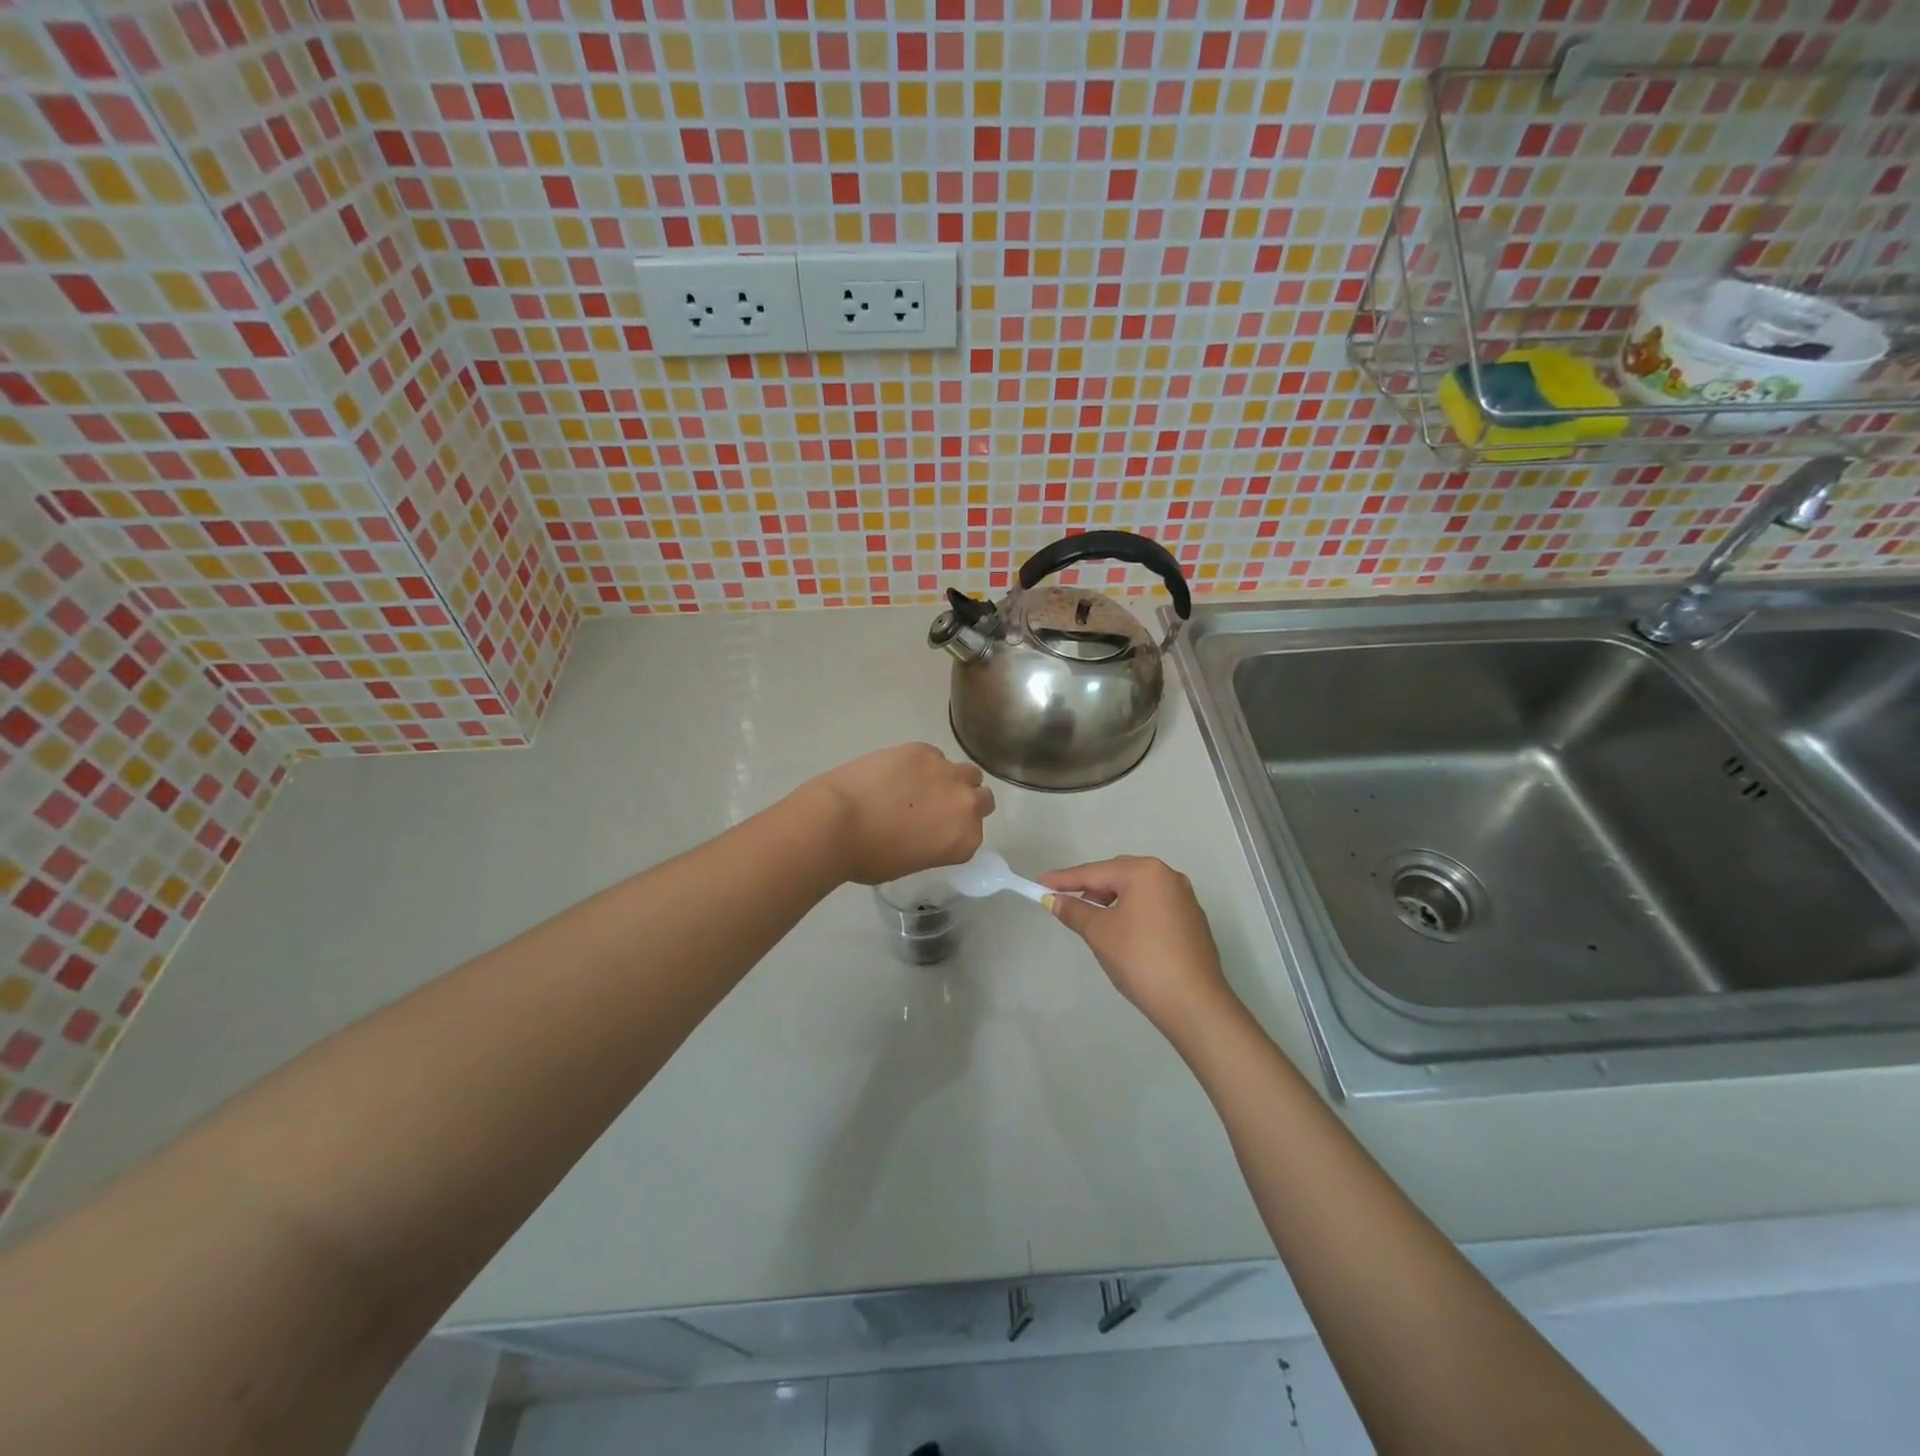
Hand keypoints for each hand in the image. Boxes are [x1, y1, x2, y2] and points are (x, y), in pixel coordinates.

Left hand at [807, 743, 994, 885]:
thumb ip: (933, 844)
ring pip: (965, 771)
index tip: (938, 830)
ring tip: (920, 784)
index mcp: (965, 840)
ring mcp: (946, 772)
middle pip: (982, 797)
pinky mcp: (923, 750)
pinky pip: (934, 755)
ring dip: (950, 778)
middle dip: (964, 801)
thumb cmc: (868, 857)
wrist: (837, 822)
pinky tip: (897, 771)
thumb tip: (926, 830)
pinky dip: (921, 763)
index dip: (956, 829)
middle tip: (936, 806)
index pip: (975, 831)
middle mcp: (966, 804)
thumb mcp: (910, 863)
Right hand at [1040, 856, 1238, 1040]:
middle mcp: (1168, 876)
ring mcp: (1184, 899)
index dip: (1064, 880)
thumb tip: (1054, 900)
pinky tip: (1122, 933)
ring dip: (1112, 902)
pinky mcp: (1191, 921)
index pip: (1095, 872)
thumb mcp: (1099, 933)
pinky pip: (1153, 907)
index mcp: (1145, 872)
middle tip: (1065, 903)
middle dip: (1090, 888)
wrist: (1193, 1002)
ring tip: (1092, 920)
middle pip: (1118, 875)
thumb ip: (1075, 911)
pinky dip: (1132, 913)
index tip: (1039, 884)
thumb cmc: (1140, 959)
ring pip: (1137, 891)